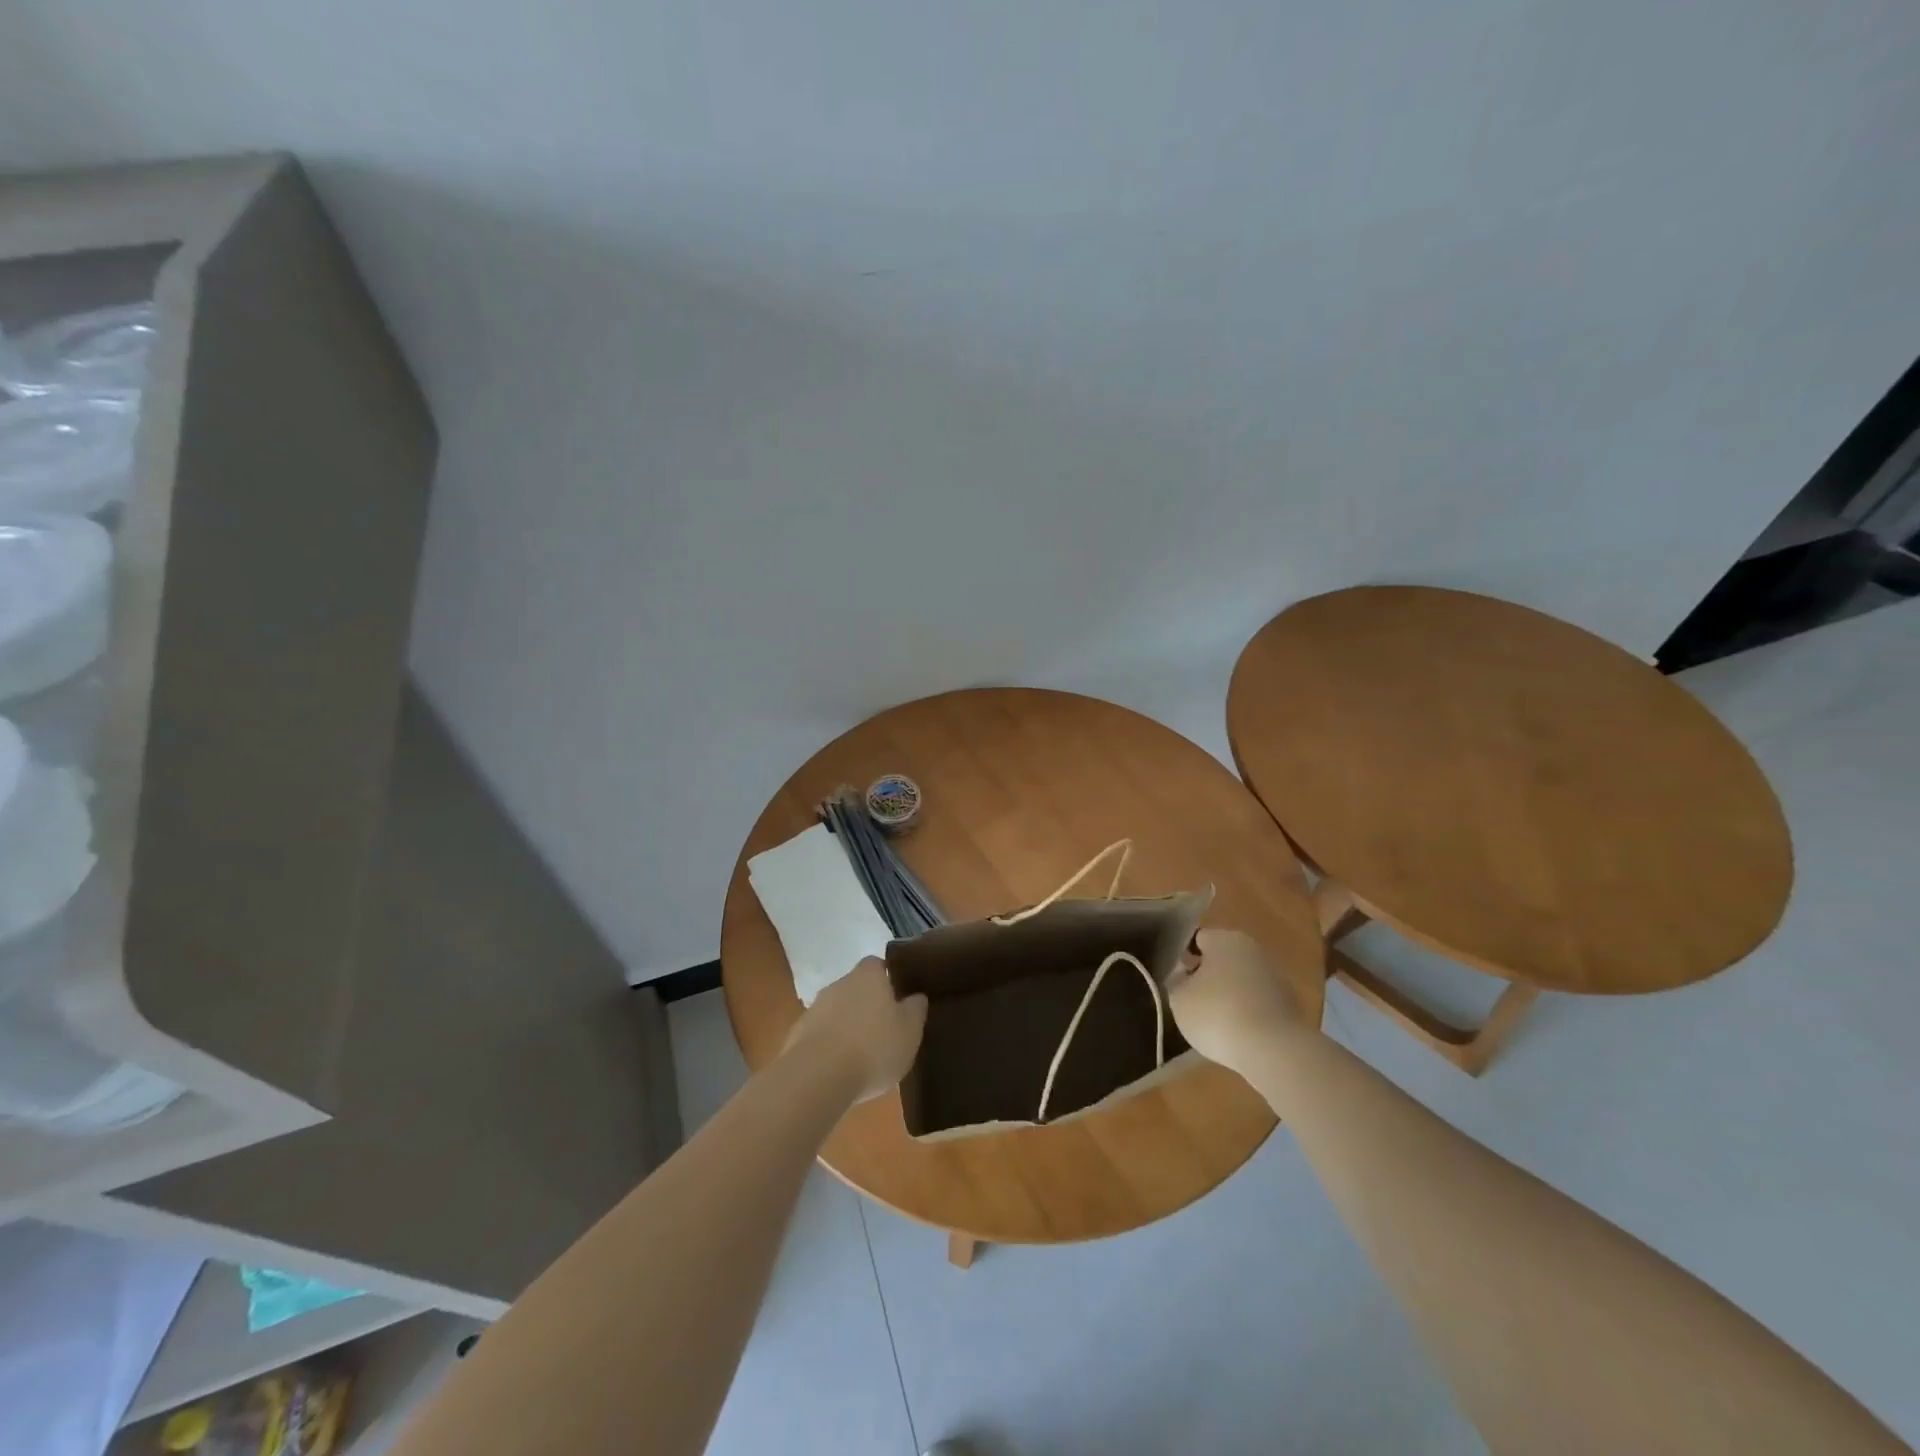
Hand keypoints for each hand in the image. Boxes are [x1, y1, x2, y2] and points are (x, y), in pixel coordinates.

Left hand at [782, 958, 927, 1101]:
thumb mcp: (910, 1031)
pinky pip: (820, 1036)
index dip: (887, 978)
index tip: (898, 996)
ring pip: (836, 1012)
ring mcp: (814, 1009)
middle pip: (855, 988)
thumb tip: (916, 996)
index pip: (877, 964)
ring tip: (862, 1055)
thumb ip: (915, 1009)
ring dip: (847, 1026)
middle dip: (867, 1005)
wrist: (817, 1077)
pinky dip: (829, 1047)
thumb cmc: (874, 1047)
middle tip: (883, 1028)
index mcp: (868, 976)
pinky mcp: (797, 1036)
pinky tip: (839, 1071)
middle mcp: (839, 984)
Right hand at [1167, 928, 1310, 1075]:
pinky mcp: (1290, 1004)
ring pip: (1242, 980)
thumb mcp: (1179, 999)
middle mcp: (1252, 949)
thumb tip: (1183, 975)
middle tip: (1191, 999)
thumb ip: (1176, 981)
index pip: (1197, 939)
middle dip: (1207, 975)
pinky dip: (1248, 1012)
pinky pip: (1258, 1002)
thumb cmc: (1217, 1014)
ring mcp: (1275, 976)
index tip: (1175, 978)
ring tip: (1214, 1021)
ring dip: (1229, 994)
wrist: (1274, 1050)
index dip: (1183, 956)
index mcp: (1224, 939)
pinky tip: (1238, 1034)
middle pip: (1222, 957)